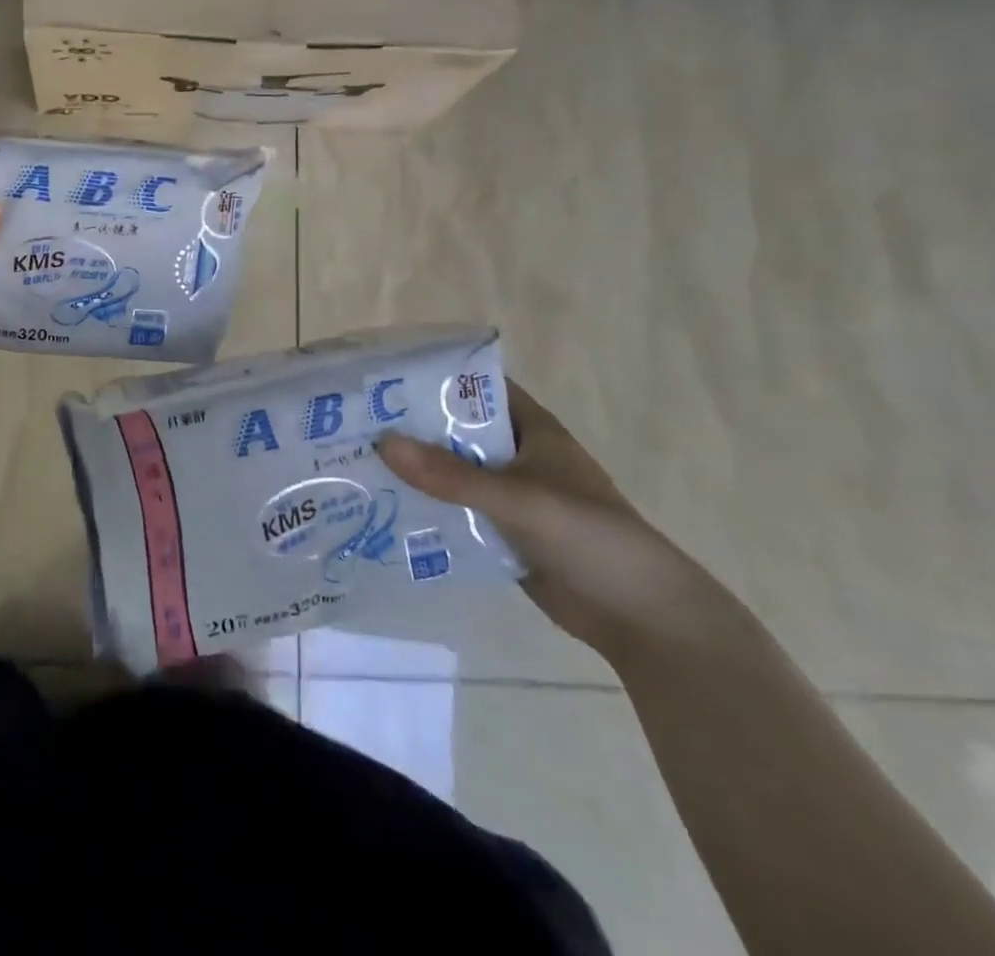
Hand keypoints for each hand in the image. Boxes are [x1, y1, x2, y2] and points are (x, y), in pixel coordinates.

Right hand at [377, 381, 724, 663]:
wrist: (642, 618)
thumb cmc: (590, 538)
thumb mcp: (518, 499)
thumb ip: (451, 475)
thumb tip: (382, 443)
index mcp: (532, 429)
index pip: (476, 387)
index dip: (433, 378)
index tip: (382, 377)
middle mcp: (517, 455)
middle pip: (456, 430)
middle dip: (411, 427)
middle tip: (352, 423)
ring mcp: (509, 496)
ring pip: (452, 472)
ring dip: (414, 470)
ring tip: (355, 462)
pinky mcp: (502, 533)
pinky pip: (455, 511)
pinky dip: (426, 508)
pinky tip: (384, 508)